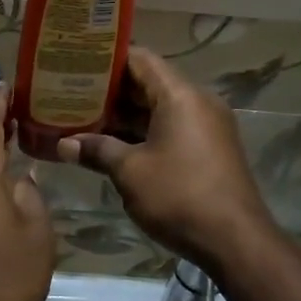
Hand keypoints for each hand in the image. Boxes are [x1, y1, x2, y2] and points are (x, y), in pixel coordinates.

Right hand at [56, 48, 274, 273]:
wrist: (235, 241)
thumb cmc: (179, 196)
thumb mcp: (130, 172)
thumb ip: (97, 150)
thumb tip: (64, 144)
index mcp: (180, 95)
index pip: (140, 59)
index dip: (107, 59)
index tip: (76, 63)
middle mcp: (197, 102)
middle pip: (148, 83)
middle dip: (110, 92)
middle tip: (70, 95)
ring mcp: (207, 127)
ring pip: (158, 109)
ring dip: (124, 117)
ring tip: (82, 120)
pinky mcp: (209, 150)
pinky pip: (171, 129)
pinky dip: (143, 133)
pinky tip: (112, 146)